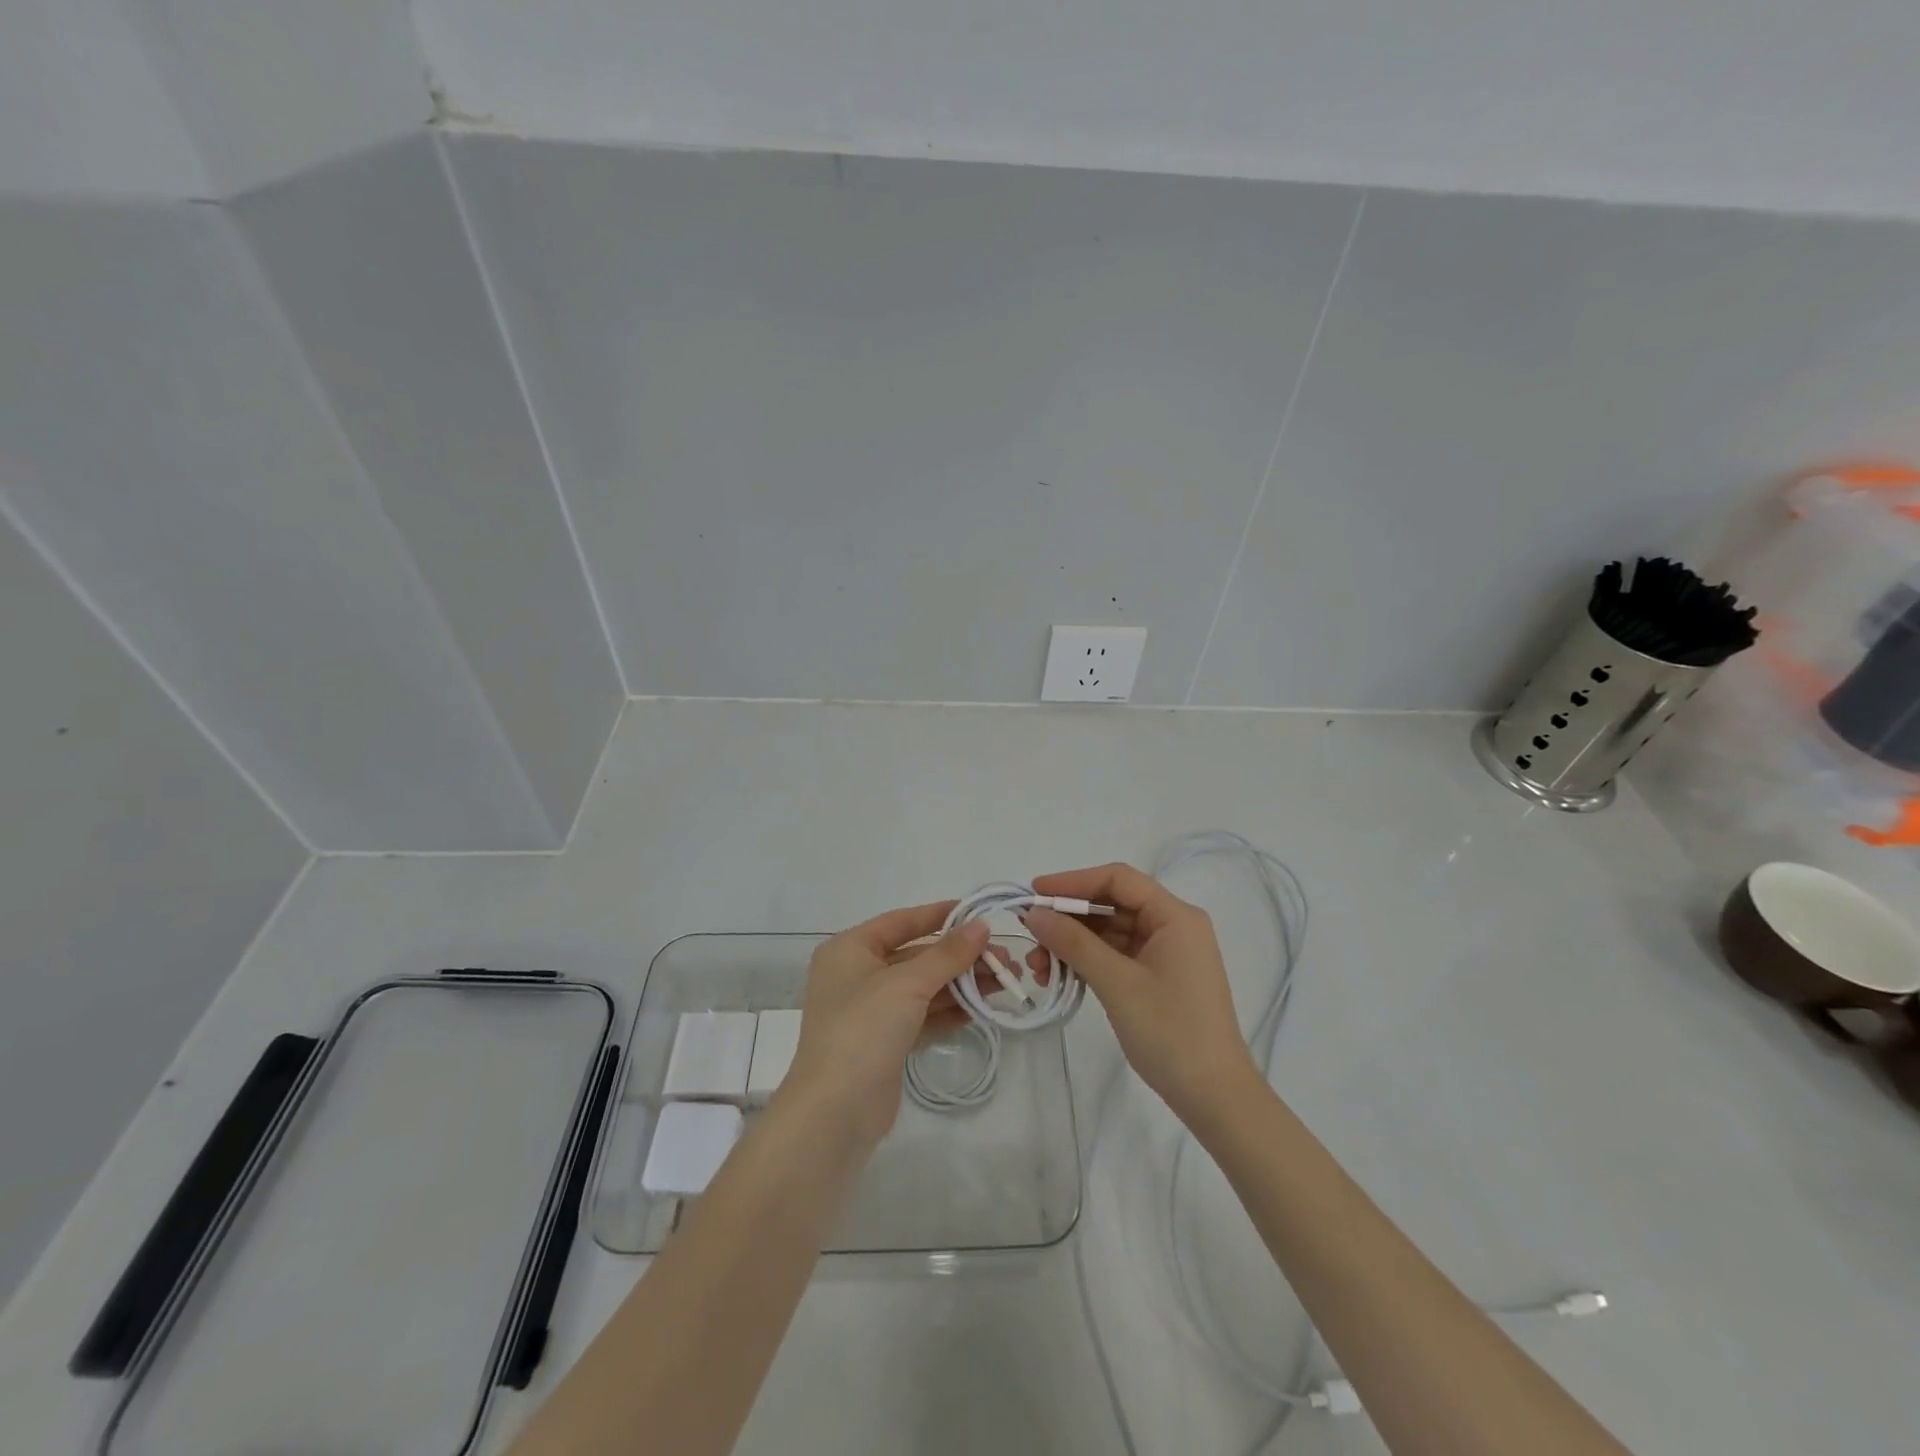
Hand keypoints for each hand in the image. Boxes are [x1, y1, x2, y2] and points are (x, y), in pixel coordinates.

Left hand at [779, 904, 990, 1147]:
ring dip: (961, 984)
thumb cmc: (863, 1029)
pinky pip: (922, 1016)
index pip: (901, 921)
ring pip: (922, 987)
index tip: (979, 913)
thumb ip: (947, 954)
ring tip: (1004, 983)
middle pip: (916, 955)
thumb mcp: (907, 983)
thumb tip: (981, 926)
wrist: (834, 1112)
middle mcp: (857, 974)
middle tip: (1005, 959)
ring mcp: (870, 1011)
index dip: (940, 915)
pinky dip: (949, 1011)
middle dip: (960, 957)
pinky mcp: (884, 1043)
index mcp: (850, 949)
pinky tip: (981, 1010)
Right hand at [1024, 863, 1259, 1122]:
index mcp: (1175, 916)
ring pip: (1110, 932)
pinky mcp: (1159, 977)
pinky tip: (1060, 975)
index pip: (1118, 879)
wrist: (1214, 1097)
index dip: (1073, 881)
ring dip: (1073, 943)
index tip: (1034, 893)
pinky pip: (1116, 955)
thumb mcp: (1117, 983)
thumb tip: (1033, 913)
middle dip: (1069, 918)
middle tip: (1030, 934)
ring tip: (1038, 966)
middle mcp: (1173, 926)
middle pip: (1113, 904)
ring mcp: (1167, 953)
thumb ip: (1073, 943)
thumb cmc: (1170, 1032)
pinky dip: (1088, 961)